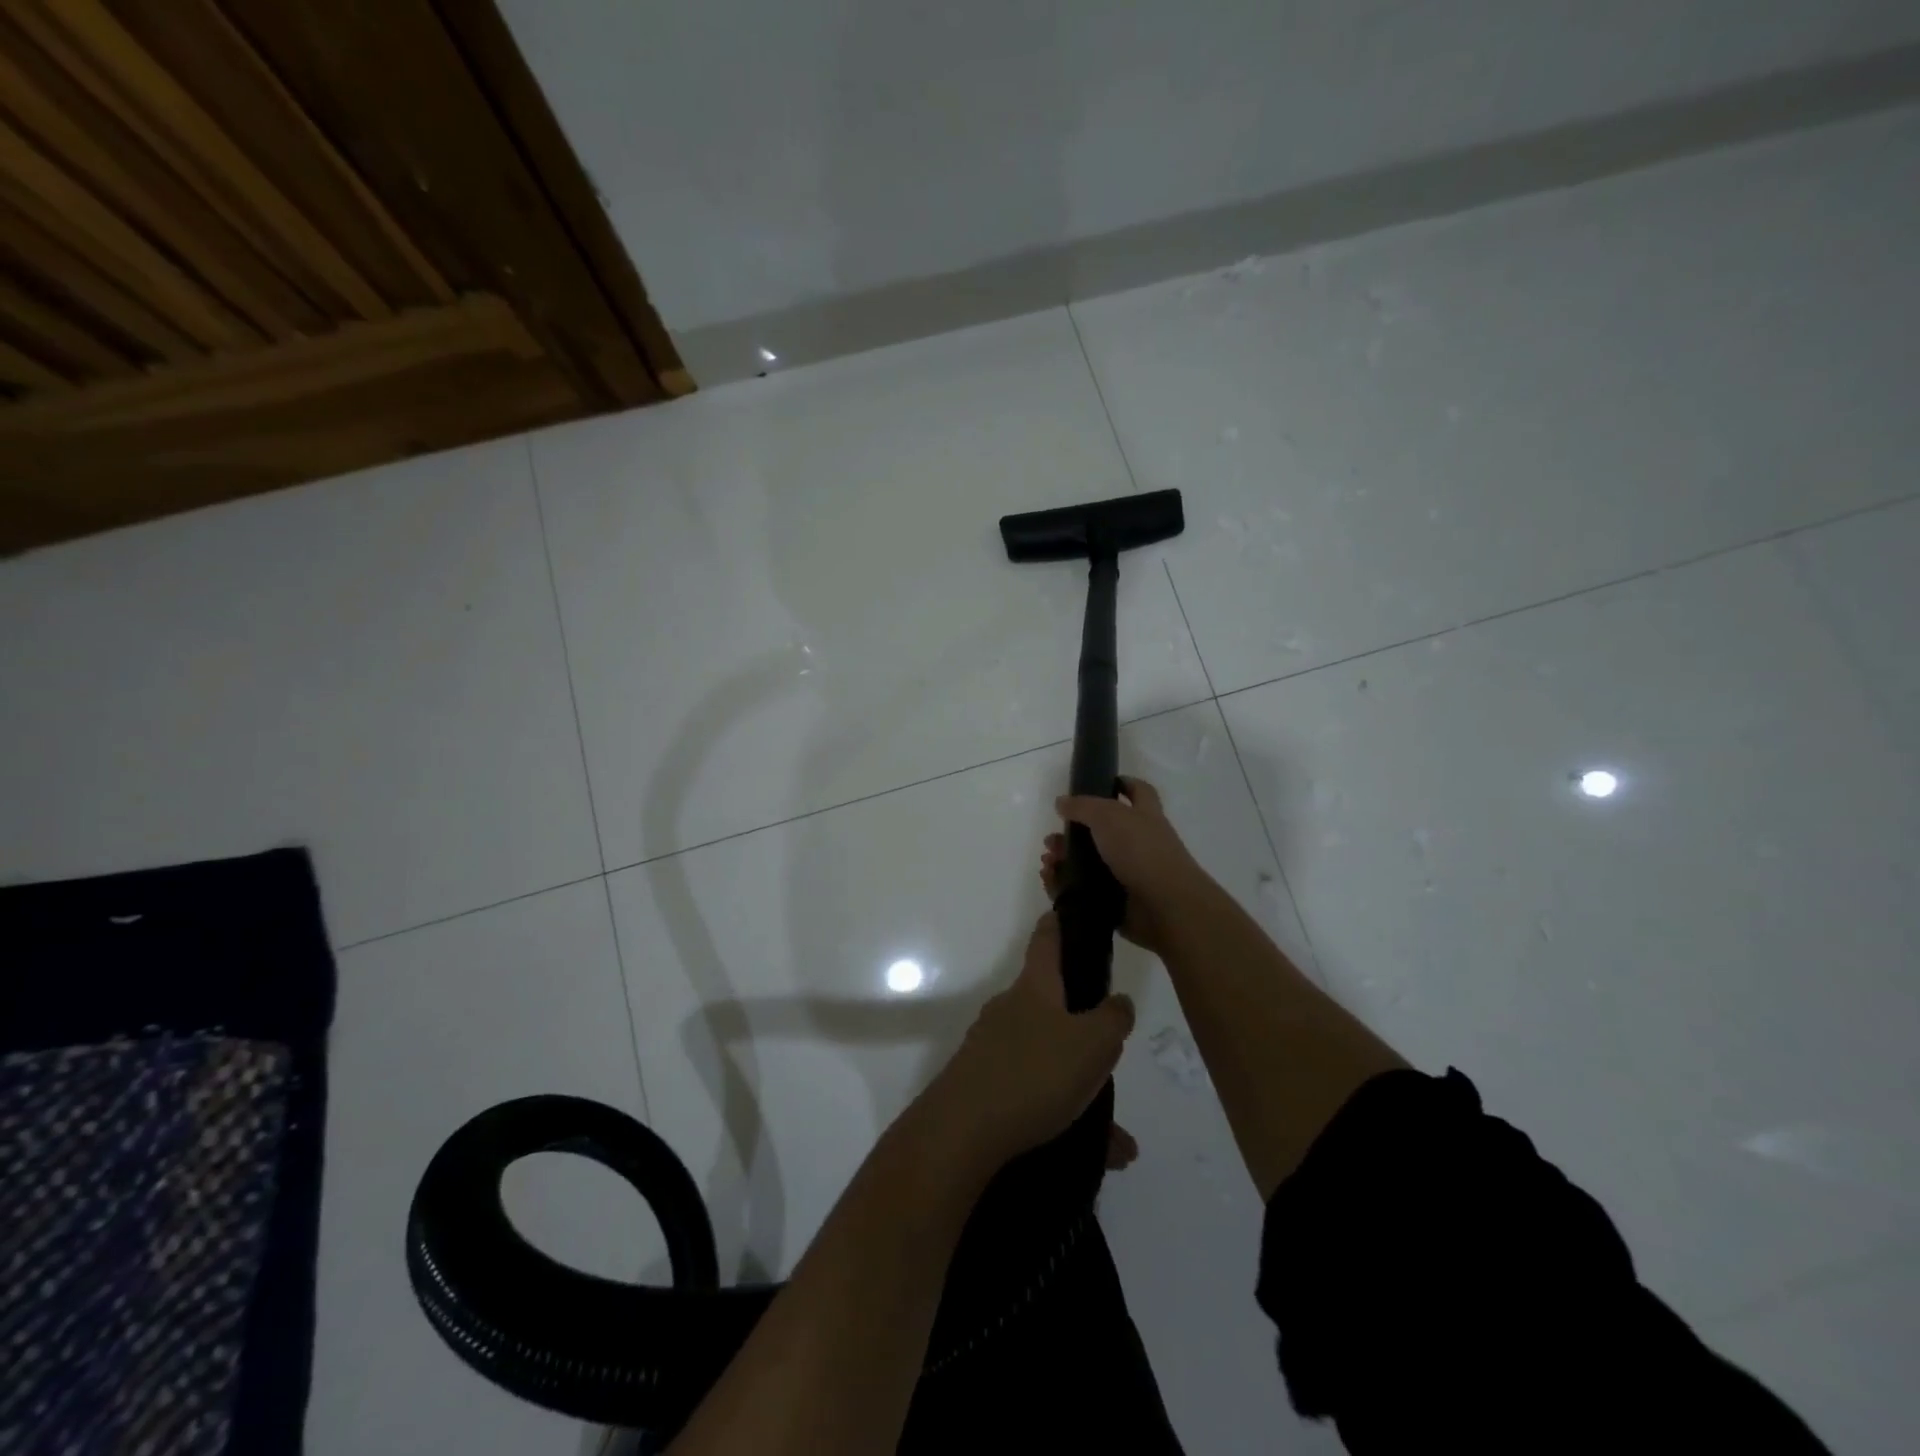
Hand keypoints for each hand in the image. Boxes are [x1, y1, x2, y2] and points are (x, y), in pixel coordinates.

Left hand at [919, 912, 1135, 1171]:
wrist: (962, 1131)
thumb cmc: (1034, 1073)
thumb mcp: (1092, 1044)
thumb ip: (1113, 1019)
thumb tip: (1119, 1001)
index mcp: (1034, 989)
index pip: (1045, 941)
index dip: (1057, 924)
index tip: (1064, 912)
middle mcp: (1008, 1009)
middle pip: (1047, 1002)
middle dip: (1078, 1020)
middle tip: (1108, 1045)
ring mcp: (990, 1046)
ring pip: (1043, 1054)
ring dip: (1074, 1079)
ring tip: (1108, 1124)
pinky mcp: (981, 1083)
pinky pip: (1030, 1090)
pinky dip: (1058, 1110)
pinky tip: (1090, 1147)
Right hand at [1042, 777, 1210, 954]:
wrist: (1164, 907)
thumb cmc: (1141, 851)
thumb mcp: (1109, 816)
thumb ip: (1083, 806)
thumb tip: (1062, 802)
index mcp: (1144, 816)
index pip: (1137, 791)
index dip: (1121, 783)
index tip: (1097, 784)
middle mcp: (1138, 843)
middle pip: (1101, 832)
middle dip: (1073, 833)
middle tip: (1052, 839)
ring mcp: (1128, 874)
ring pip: (1089, 863)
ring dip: (1064, 860)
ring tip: (1047, 862)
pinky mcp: (1116, 901)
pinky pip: (1084, 891)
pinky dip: (1064, 886)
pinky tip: (1050, 880)